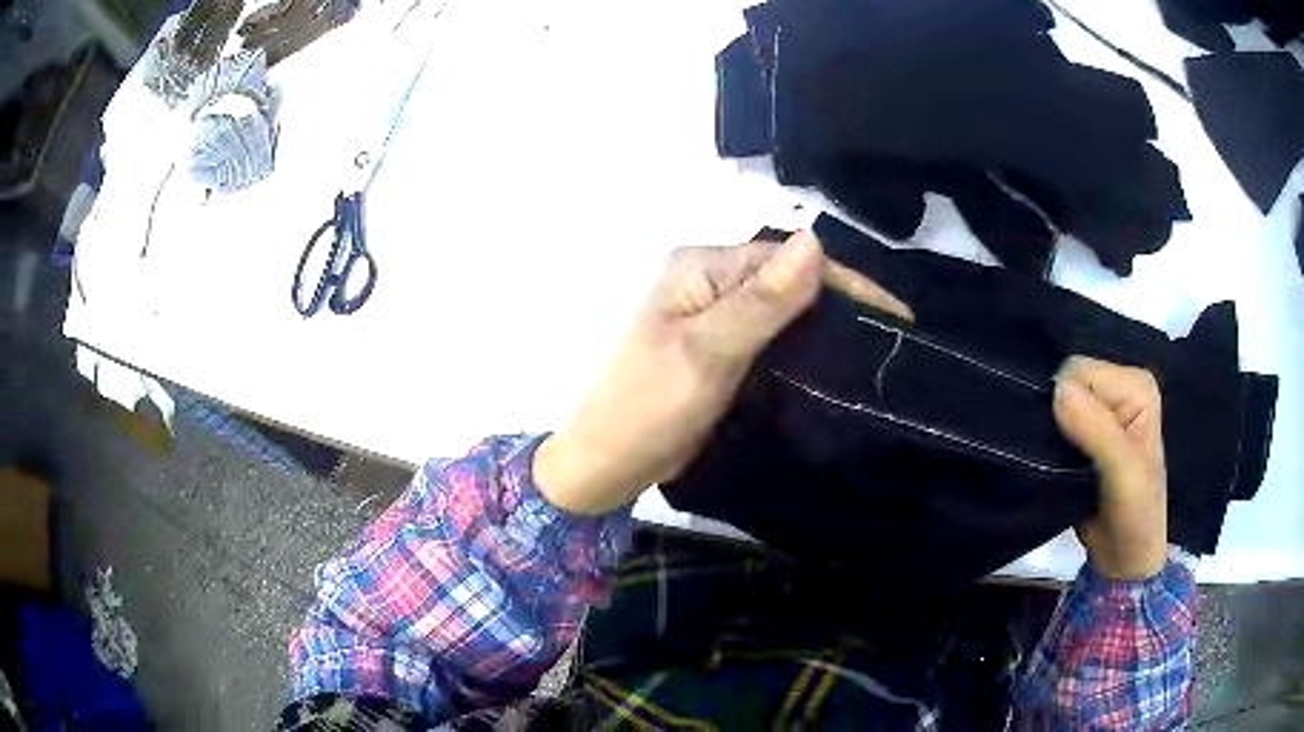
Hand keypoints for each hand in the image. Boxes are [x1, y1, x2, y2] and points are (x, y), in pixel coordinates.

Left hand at [535, 230, 911, 514]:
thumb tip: (816, 241)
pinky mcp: (722, 351)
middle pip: (790, 281)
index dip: (846, 282)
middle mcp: (711, 282)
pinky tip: (836, 370)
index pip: (789, 259)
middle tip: (895, 341)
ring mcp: (716, 317)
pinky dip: (805, 351)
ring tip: (878, 356)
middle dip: (842, 306)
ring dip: (827, 329)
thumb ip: (761, 301)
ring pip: (786, 312)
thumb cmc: (647, 408)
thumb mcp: (706, 352)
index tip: (898, 317)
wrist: (606, 464)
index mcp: (702, 268)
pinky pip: (774, 340)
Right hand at [1053, 356, 1167, 579]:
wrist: (1126, 560)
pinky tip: (1052, 465)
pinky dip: (1046, 443)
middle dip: (1055, 417)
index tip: (1067, 447)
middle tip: (1062, 460)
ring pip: (1054, 402)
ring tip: (1057, 465)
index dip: (1064, 404)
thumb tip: (1056, 391)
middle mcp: (1119, 387)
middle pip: (1065, 382)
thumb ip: (1097, 430)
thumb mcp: (1123, 475)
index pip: (1078, 371)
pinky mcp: (1086, 432)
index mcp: (1135, 384)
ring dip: (1048, 432)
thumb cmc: (1135, 517)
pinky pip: (1052, 422)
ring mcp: (1103, 410)